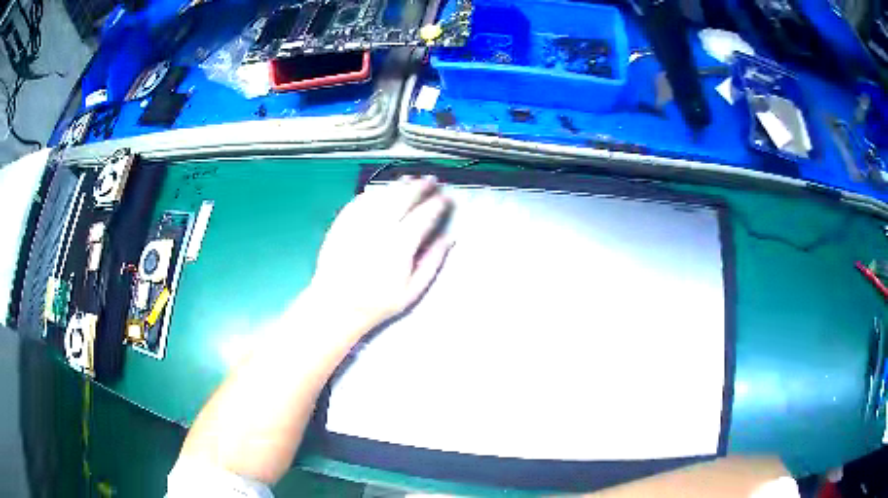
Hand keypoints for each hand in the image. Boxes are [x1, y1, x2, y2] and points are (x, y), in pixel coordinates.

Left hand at [306, 175, 452, 342]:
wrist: (335, 305)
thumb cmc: (376, 302)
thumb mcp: (411, 291)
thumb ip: (432, 262)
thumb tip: (448, 239)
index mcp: (400, 244)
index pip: (424, 215)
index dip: (437, 204)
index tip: (446, 198)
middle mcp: (379, 227)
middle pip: (404, 198)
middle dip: (420, 186)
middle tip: (431, 180)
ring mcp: (359, 222)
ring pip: (382, 195)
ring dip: (398, 185)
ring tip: (410, 179)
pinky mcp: (342, 223)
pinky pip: (361, 200)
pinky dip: (374, 192)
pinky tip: (381, 191)